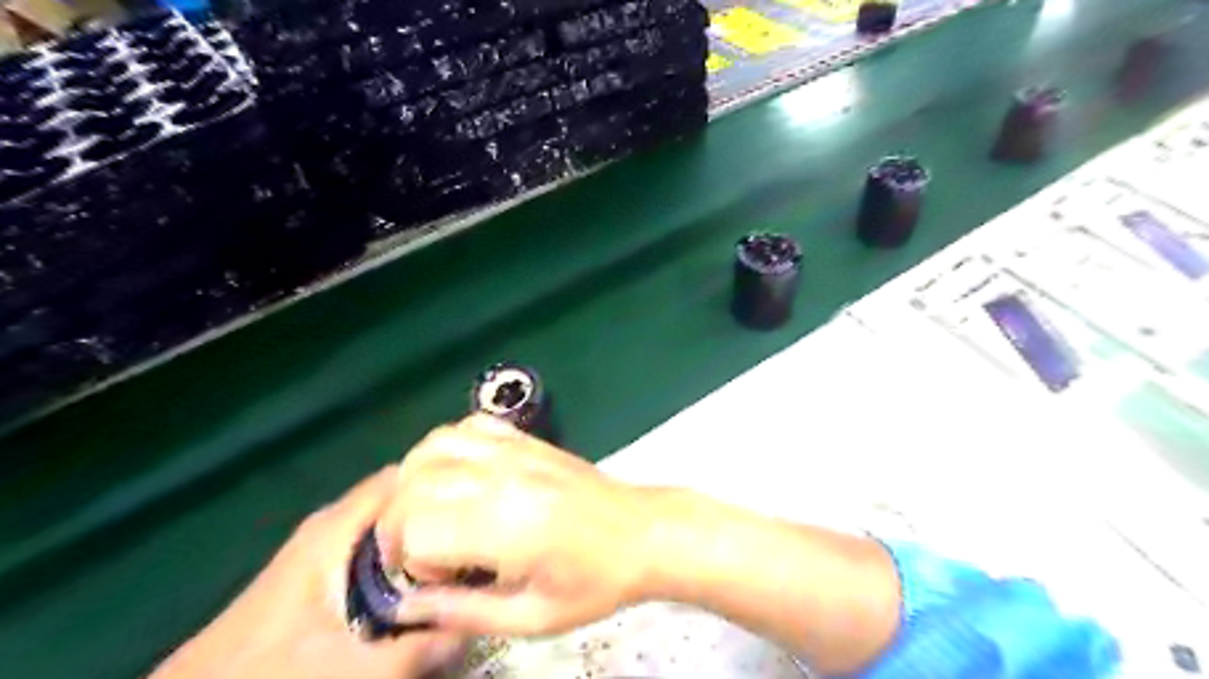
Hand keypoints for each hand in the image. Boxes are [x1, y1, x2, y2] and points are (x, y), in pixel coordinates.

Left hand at [149, 467, 466, 677]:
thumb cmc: (270, 674)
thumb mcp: (353, 668)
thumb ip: (421, 648)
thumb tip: (478, 624)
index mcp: (338, 527)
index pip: (404, 476)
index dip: (448, 482)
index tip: (485, 501)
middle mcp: (335, 525)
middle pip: (404, 500)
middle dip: (444, 513)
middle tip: (484, 534)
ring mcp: (328, 549)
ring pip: (394, 526)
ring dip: (428, 538)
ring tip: (468, 555)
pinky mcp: (324, 573)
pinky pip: (381, 551)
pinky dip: (408, 559)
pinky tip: (429, 584)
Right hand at [378, 414, 656, 635]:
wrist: (642, 532)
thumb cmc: (594, 581)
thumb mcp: (532, 617)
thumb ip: (463, 613)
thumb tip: (404, 607)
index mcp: (505, 526)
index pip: (415, 526)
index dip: (407, 559)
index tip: (433, 580)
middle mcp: (502, 477)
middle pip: (413, 484)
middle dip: (399, 523)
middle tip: (424, 554)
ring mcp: (514, 450)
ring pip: (432, 447)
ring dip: (413, 482)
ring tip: (429, 513)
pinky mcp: (525, 439)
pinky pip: (468, 427)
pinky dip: (445, 448)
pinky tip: (456, 477)